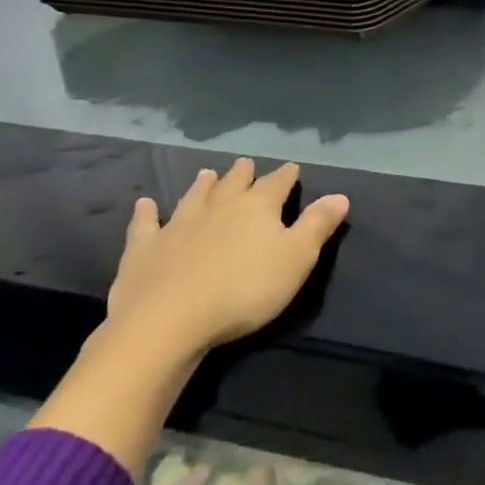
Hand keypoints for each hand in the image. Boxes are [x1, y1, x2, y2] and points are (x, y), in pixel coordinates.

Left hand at [105, 159, 350, 361]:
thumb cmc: (245, 290)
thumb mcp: (297, 259)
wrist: (169, 320)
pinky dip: (146, 212)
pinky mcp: (145, 248)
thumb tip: (340, 195)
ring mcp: (177, 224)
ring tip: (207, 173)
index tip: (292, 168)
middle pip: (234, 184)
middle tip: (246, 164)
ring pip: (194, 196)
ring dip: (203, 185)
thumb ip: (318, 225)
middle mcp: (218, 206)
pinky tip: (145, 204)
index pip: (277, 184)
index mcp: (257, 208)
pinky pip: (146, 224)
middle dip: (243, 174)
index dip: (286, 176)